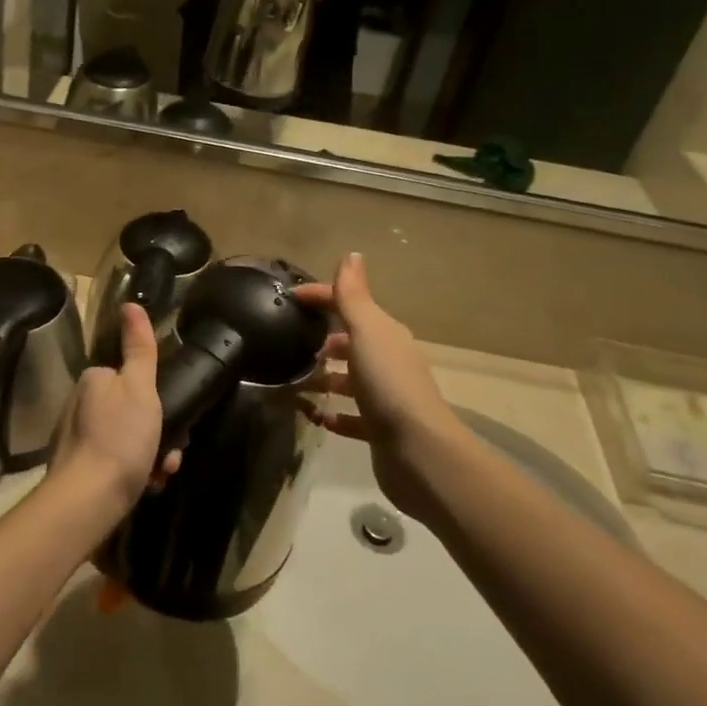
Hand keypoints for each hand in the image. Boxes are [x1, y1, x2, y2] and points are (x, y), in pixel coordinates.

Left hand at [46, 303, 180, 524]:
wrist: (88, 499)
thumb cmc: (120, 437)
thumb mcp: (139, 387)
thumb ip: (139, 348)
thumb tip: (130, 304)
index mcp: (93, 381)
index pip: (131, 379)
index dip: (156, 399)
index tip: (173, 419)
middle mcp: (79, 405)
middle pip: (131, 412)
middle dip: (157, 433)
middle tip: (169, 454)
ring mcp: (76, 439)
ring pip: (127, 441)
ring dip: (150, 456)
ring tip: (159, 476)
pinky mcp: (77, 470)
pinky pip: (115, 465)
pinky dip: (134, 474)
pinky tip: (145, 487)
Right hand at [294, 254, 455, 524]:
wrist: (419, 451)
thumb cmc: (388, 384)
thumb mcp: (367, 332)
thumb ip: (353, 296)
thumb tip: (351, 254)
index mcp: (385, 334)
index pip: (348, 305)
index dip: (320, 297)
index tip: (287, 299)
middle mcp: (388, 360)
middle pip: (350, 343)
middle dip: (320, 341)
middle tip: (287, 345)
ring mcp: (385, 396)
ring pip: (348, 380)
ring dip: (323, 379)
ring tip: (292, 383)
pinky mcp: (379, 429)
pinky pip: (350, 417)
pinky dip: (332, 414)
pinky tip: (314, 416)